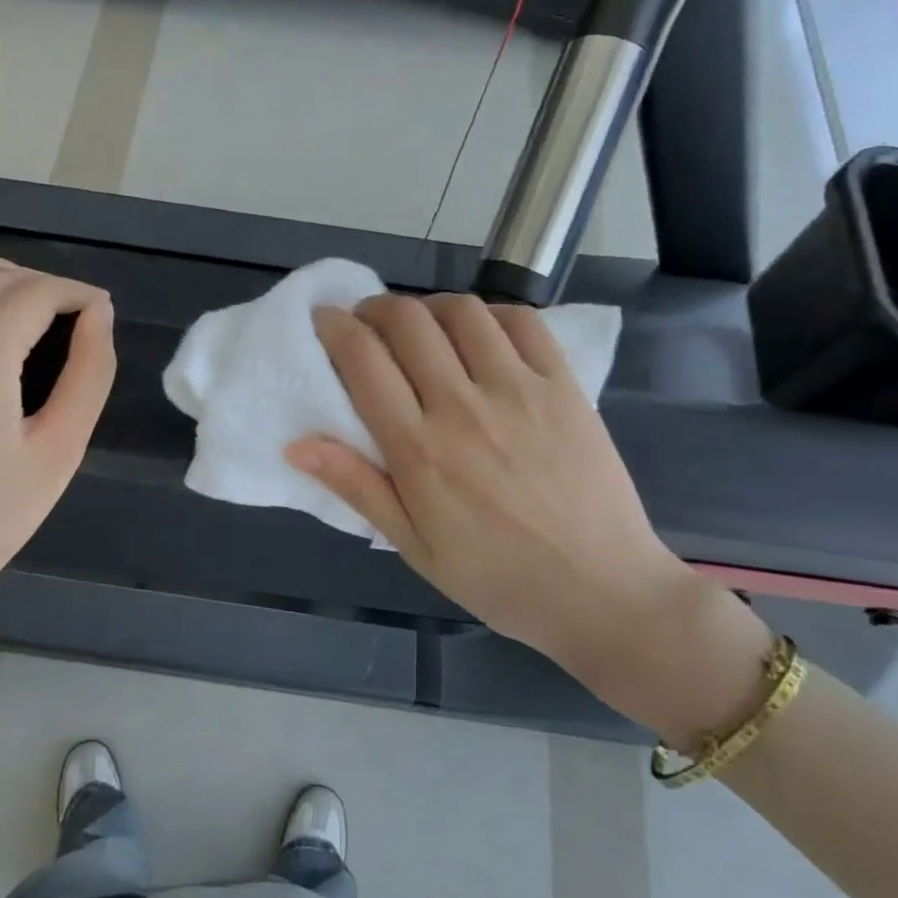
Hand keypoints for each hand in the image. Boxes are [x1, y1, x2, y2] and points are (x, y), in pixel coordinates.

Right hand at [288, 295, 769, 741]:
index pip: (363, 360)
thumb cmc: (497, 577)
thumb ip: (358, 487)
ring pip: (462, 310)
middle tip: (369, 323)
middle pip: (407, 321)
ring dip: (430, 306)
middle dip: (375, 308)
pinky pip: (522, 322)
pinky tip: (482, 334)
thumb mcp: (414, 546)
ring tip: (424, 327)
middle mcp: (462, 406)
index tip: (324, 320)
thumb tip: (296, 443)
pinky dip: (491, 314)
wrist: (601, 591)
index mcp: (419, 449)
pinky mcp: (564, 385)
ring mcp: (519, 389)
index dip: (335, 327)